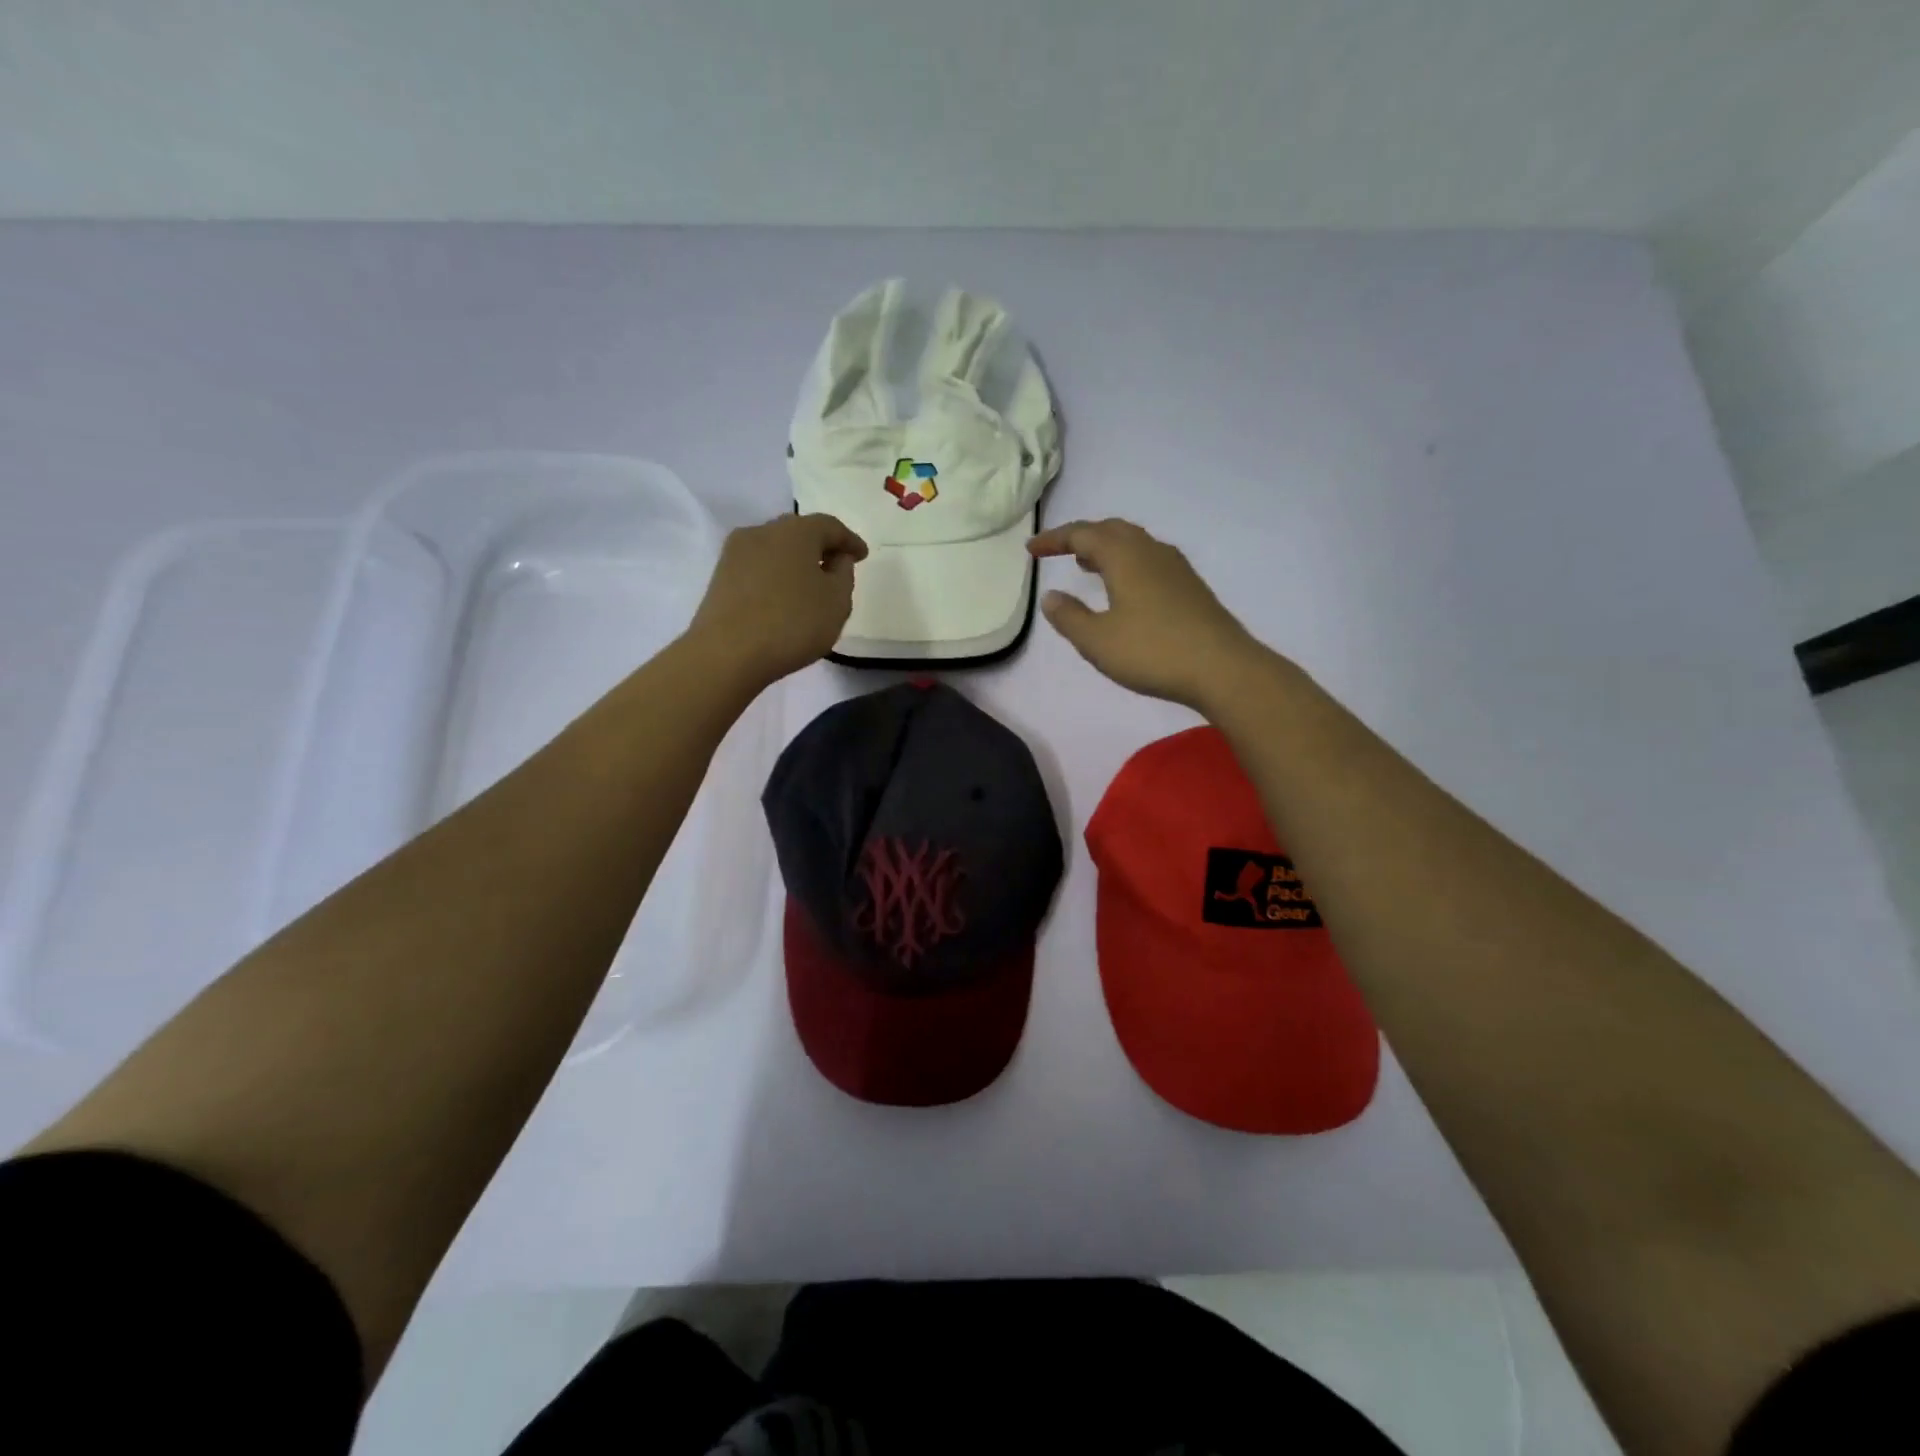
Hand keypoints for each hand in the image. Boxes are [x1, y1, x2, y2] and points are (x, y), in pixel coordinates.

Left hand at [687, 513, 867, 685]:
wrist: (727, 653)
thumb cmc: (793, 623)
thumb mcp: (837, 602)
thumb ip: (844, 575)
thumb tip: (836, 559)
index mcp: (796, 531)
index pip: (830, 526)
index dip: (849, 540)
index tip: (862, 556)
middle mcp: (763, 531)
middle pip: (798, 532)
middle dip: (820, 547)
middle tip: (836, 567)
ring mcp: (736, 553)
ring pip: (775, 549)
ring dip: (795, 562)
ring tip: (809, 585)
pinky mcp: (720, 576)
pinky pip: (757, 568)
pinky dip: (775, 576)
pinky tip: (783, 598)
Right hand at [1028, 518, 1267, 709]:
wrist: (1222, 668)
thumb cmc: (1152, 651)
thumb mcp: (1097, 640)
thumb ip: (1069, 617)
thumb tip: (1051, 596)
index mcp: (1124, 556)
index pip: (1082, 534)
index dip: (1054, 539)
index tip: (1032, 549)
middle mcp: (1151, 551)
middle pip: (1111, 530)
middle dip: (1082, 536)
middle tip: (1059, 551)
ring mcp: (1175, 567)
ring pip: (1134, 543)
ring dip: (1106, 548)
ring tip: (1087, 565)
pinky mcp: (1190, 586)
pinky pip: (1149, 559)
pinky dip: (1126, 562)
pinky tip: (1125, 588)